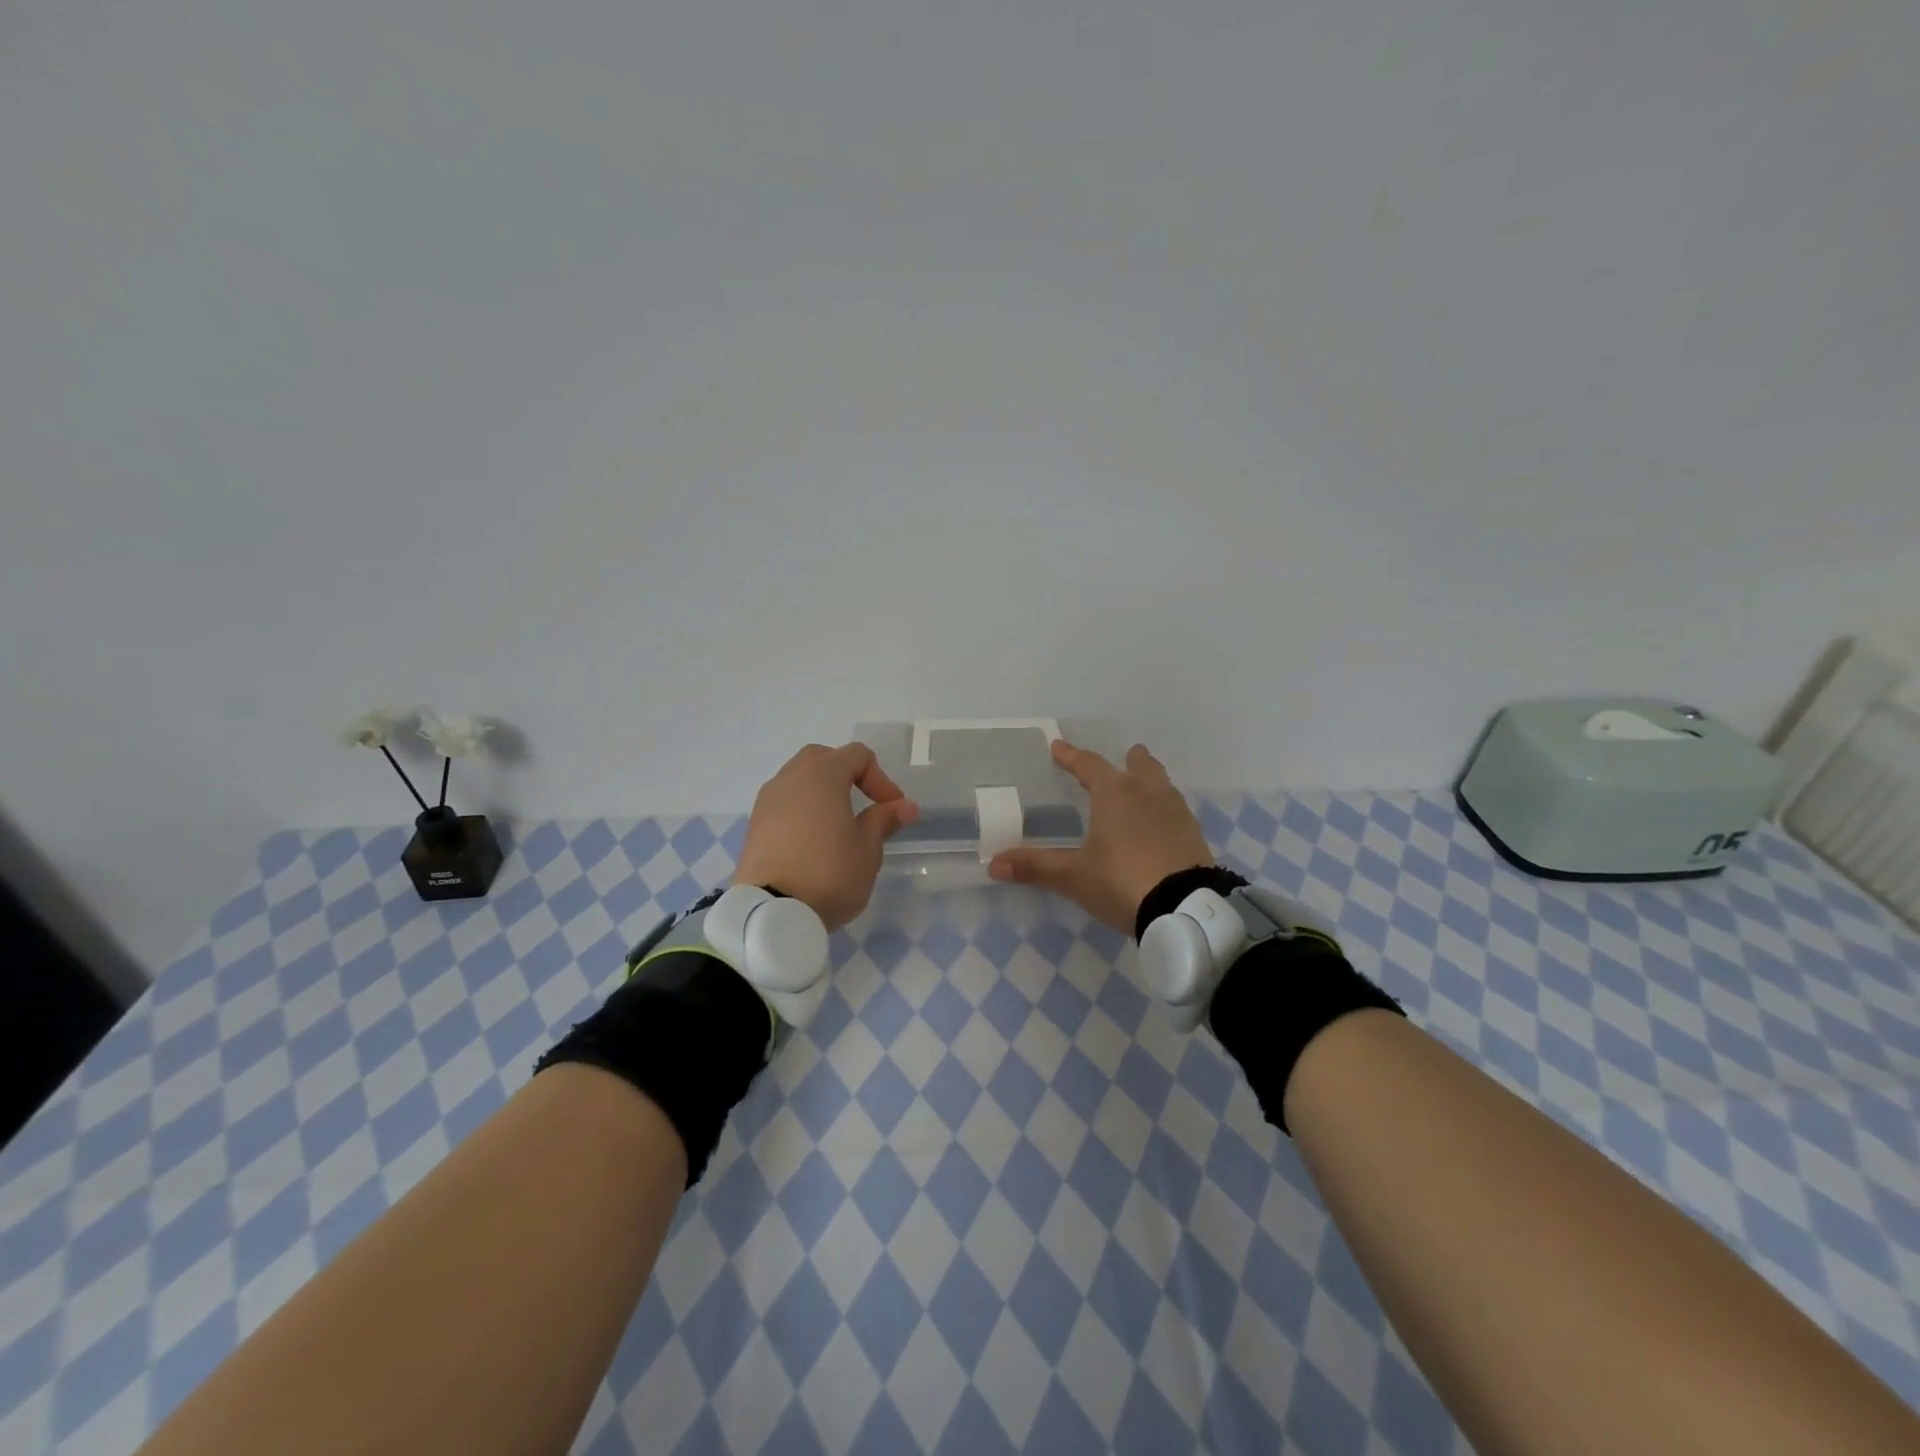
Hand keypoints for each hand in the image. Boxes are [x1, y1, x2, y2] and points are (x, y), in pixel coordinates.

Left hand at [732, 743, 919, 931]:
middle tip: (864, 804)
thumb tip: (905, 806)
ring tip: (838, 825)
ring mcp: (766, 801)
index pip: (857, 756)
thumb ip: (884, 820)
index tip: (892, 810)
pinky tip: (812, 841)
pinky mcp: (754, 825)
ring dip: (822, 792)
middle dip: (847, 775)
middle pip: (823, 758)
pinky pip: (783, 803)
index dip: (881, 779)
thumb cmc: (829, 874)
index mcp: (822, 775)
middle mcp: (790, 778)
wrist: (770, 914)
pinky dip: (801, 810)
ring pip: (799, 779)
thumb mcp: (867, 849)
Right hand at [988, 739, 1212, 932]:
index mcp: (1114, 794)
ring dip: (1149, 780)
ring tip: (1141, 788)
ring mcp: (1176, 812)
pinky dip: (1164, 808)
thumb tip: (993, 864)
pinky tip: (1160, 824)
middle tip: (1124, 756)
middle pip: (1139, 765)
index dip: (1071, 756)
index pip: (1089, 765)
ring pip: (1161, 784)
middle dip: (1128, 760)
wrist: (1185, 908)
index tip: (1058, 747)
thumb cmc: (1122, 881)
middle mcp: (1147, 793)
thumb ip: (1036, 867)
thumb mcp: (1074, 877)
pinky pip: (1175, 809)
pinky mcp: (1194, 834)